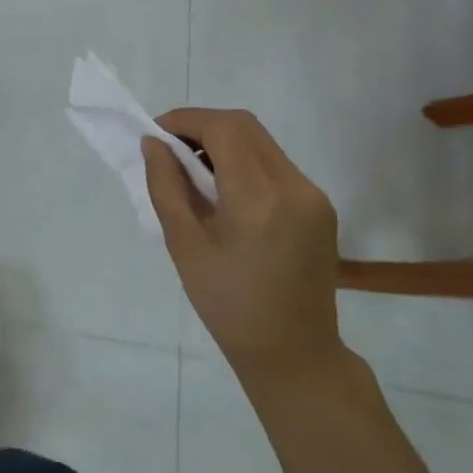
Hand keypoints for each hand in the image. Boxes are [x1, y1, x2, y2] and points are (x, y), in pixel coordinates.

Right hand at [142, 109, 342, 382]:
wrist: (293, 351)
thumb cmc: (227, 304)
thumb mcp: (183, 244)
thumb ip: (166, 186)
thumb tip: (152, 144)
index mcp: (258, 199)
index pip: (222, 129)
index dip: (185, 120)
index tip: (154, 134)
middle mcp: (294, 186)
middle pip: (244, 126)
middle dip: (201, 126)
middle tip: (168, 148)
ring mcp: (313, 195)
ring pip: (261, 142)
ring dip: (222, 142)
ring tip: (191, 170)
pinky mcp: (320, 206)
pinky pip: (275, 164)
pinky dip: (243, 161)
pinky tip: (222, 189)